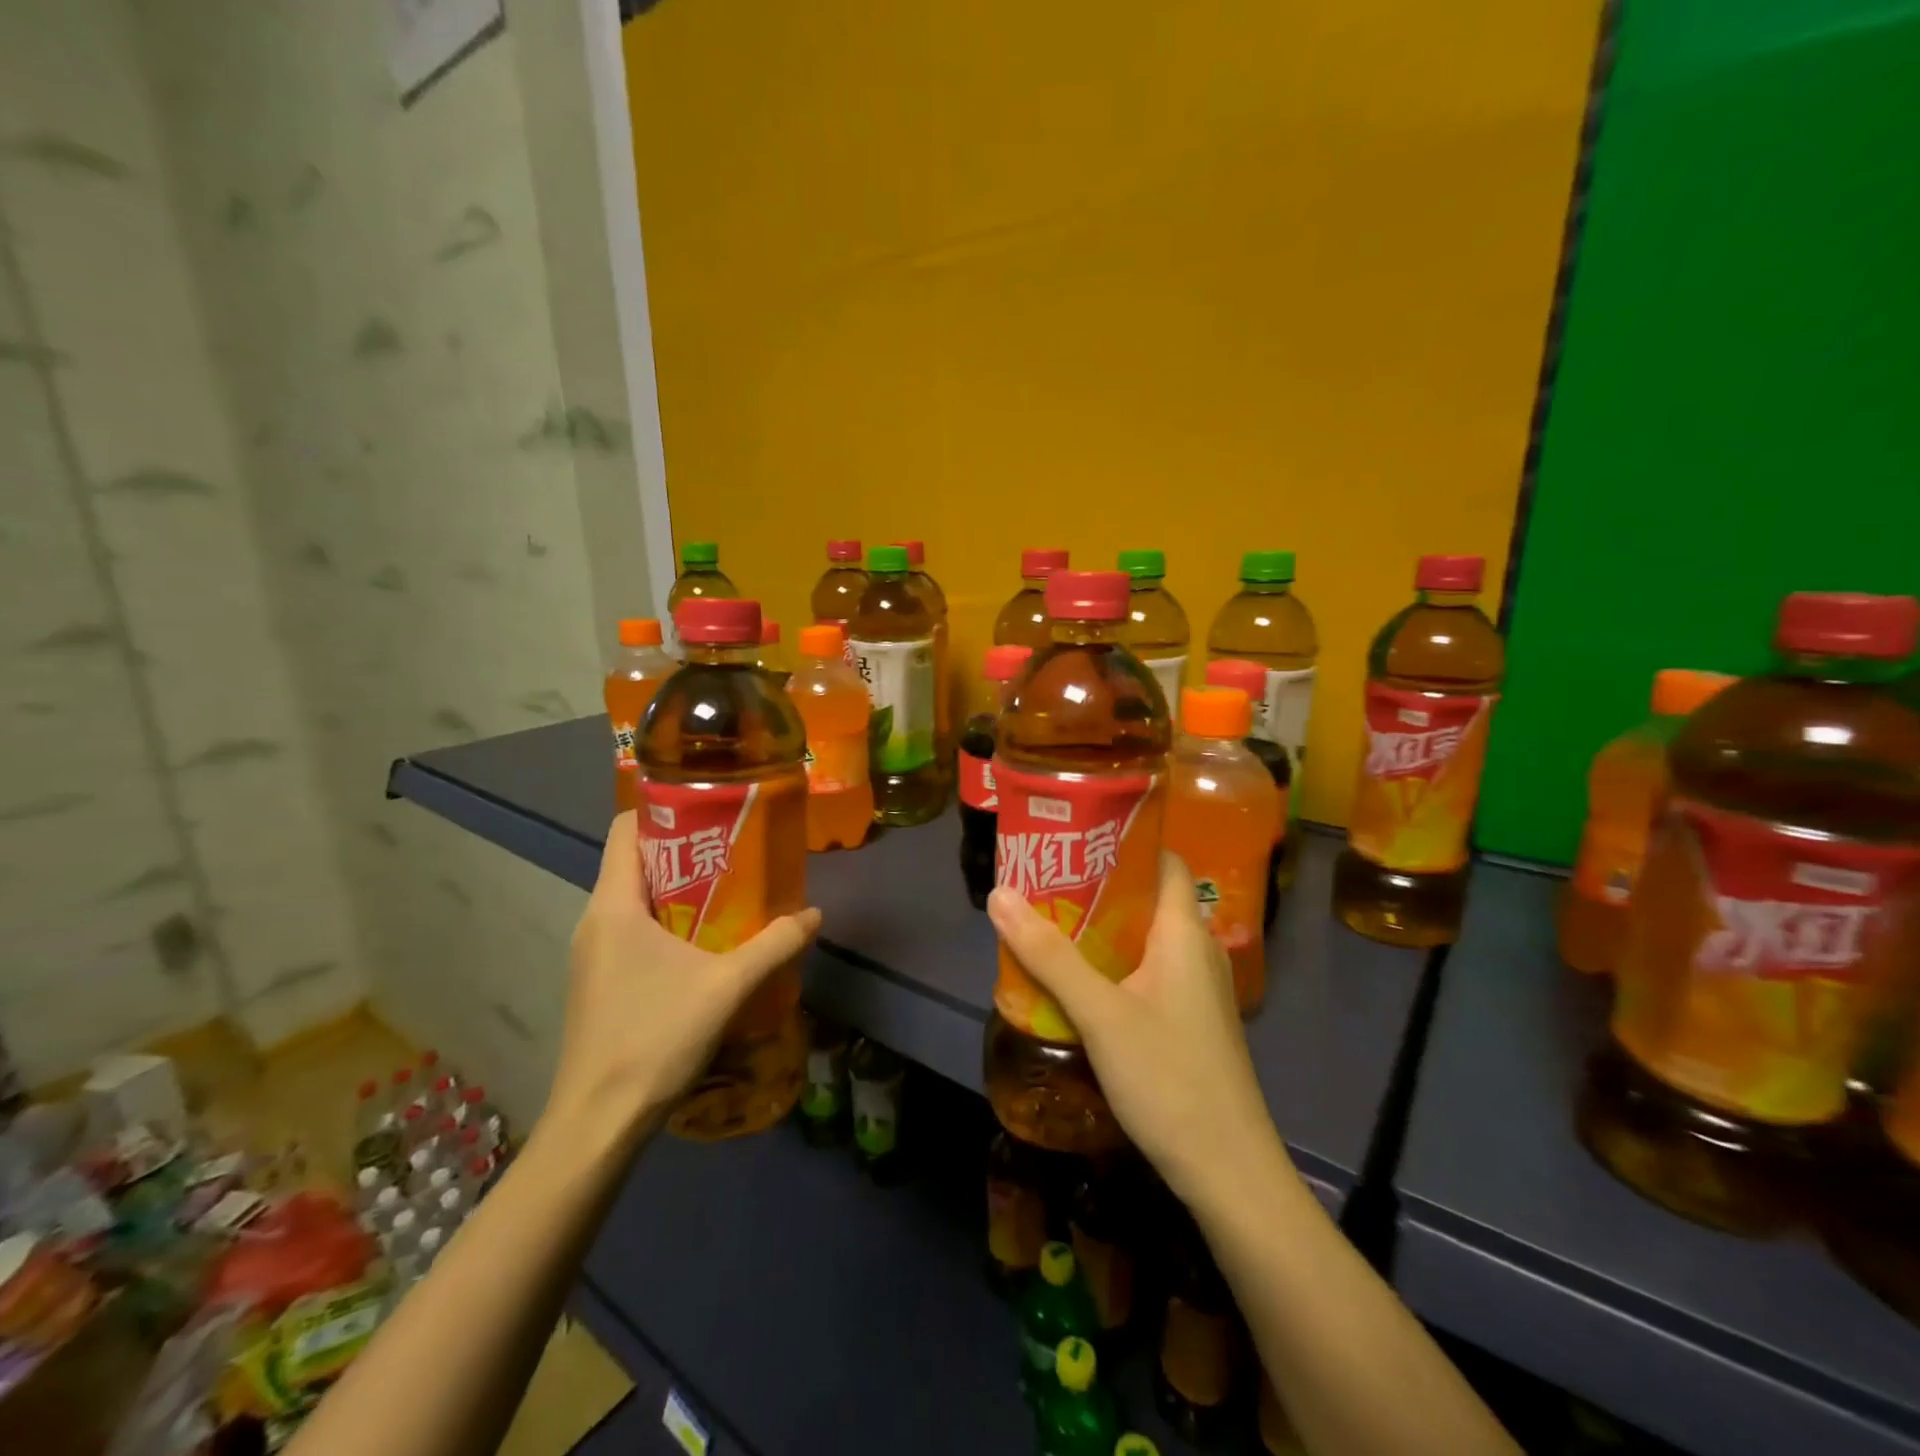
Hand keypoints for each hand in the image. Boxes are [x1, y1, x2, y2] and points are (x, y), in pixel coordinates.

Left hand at [545, 811, 821, 1142]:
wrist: (598, 1123)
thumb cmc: (654, 1038)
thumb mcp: (727, 986)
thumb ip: (774, 945)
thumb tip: (813, 914)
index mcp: (614, 905)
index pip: (626, 829)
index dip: (665, 810)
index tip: (711, 811)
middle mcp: (595, 921)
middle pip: (635, 862)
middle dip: (685, 851)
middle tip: (737, 851)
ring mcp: (592, 955)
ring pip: (635, 900)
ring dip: (680, 891)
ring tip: (730, 893)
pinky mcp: (598, 983)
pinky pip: (632, 932)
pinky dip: (667, 924)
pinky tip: (705, 946)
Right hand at [987, 853, 1282, 1202]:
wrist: (1229, 1172)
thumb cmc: (1169, 1078)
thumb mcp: (1100, 1013)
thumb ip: (1049, 955)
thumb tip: (1000, 893)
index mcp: (1185, 932)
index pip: (1165, 860)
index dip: (1127, 841)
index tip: (1077, 835)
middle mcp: (1198, 950)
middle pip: (1150, 897)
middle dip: (1100, 884)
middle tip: (1046, 878)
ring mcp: (1197, 990)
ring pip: (1146, 939)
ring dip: (1103, 927)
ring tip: (1051, 920)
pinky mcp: (1190, 1021)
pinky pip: (1149, 972)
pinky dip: (1114, 963)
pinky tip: (1078, 980)